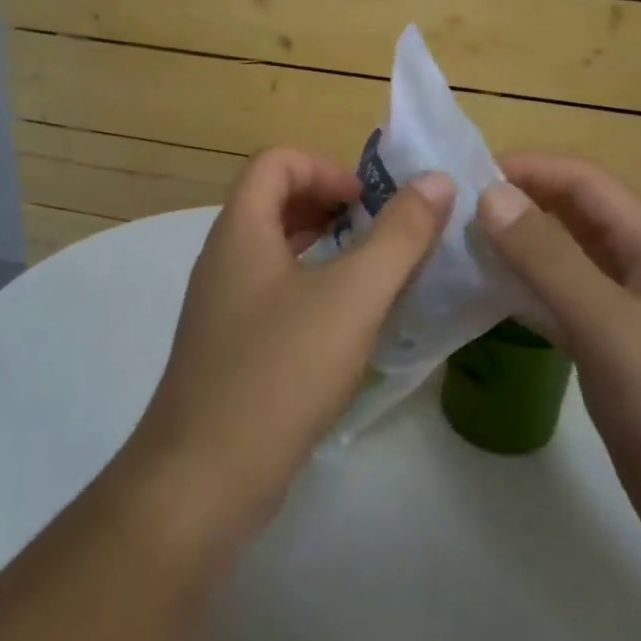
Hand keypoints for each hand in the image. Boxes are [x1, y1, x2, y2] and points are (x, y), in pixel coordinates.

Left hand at [126, 148, 454, 544]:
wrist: (204, 479)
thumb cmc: (279, 372)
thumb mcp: (352, 296)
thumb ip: (399, 236)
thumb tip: (437, 182)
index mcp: (240, 231)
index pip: (275, 162)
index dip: (326, 168)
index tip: (370, 203)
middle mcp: (224, 259)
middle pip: (274, 202)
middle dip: (330, 206)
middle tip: (381, 234)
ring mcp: (222, 307)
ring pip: (276, 252)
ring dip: (326, 250)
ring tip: (375, 275)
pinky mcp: (230, 349)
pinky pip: (274, 295)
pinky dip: (313, 290)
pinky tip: (348, 327)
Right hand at [477, 154, 640, 583]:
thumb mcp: (611, 325)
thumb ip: (549, 258)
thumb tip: (489, 195)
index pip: (580, 179)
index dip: (524, 167)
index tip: (460, 177)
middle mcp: (636, 265)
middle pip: (569, 213)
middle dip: (513, 203)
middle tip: (446, 213)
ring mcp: (623, 310)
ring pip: (559, 258)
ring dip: (513, 247)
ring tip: (453, 249)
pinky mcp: (608, 350)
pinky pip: (557, 302)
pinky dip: (521, 292)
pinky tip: (482, 299)